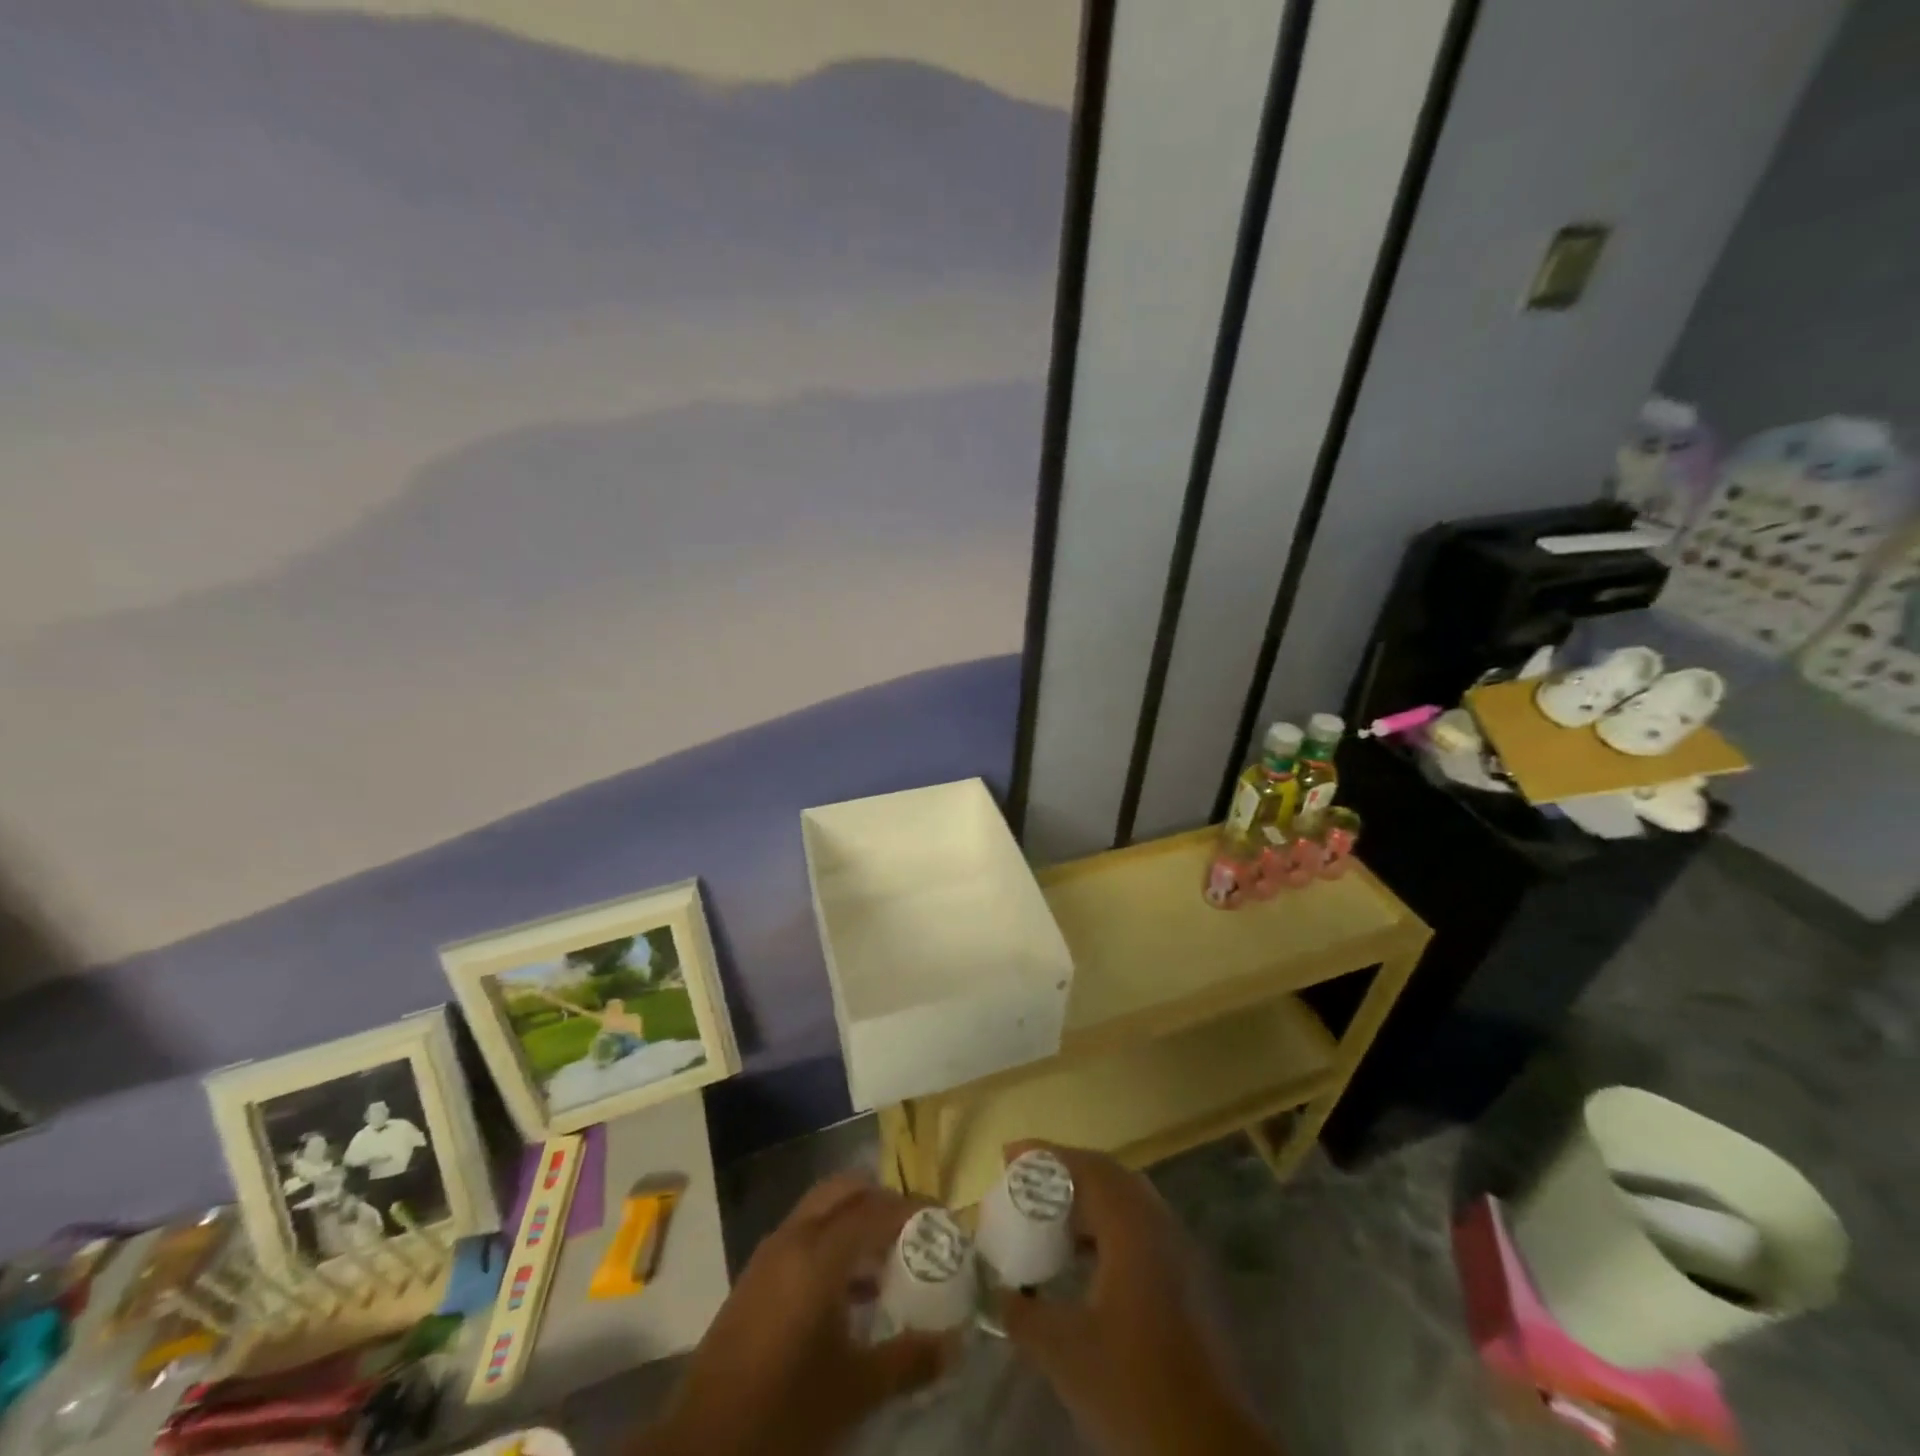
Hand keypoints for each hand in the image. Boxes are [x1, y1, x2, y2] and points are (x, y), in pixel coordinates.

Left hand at [637, 1175, 950, 1455]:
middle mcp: (793, 1238)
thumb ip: (908, 1361)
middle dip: (881, 1200)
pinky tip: (848, 1293)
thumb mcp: (854, 1391)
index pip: (877, 1209)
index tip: (943, 1219)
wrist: (701, 1448)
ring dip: (854, 1221)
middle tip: (912, 1229)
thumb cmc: (784, 1413)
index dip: (913, 1209)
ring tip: (887, 1261)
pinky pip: (802, 1235)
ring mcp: (768, 1255)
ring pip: (820, 1210)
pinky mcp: (754, 1278)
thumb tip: (954, 1344)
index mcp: (819, 1253)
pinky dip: (830, 1242)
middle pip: (844, 1191)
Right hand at [997, 1143, 1276, 1455]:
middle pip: (1109, 1177)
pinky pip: (1141, 1230)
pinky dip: (1107, 1229)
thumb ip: (1022, 1313)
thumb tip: (998, 1294)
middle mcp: (1160, 1226)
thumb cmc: (1133, 1386)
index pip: (1087, 1167)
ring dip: (1088, 1202)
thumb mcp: (1063, 1351)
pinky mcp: (1188, 1282)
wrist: (1209, 1450)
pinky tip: (1084, 1261)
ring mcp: (1180, 1253)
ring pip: (1128, 1204)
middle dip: (1066, 1173)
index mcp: (1133, 1226)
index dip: (1046, 1156)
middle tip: (1027, 1182)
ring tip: (1049, 1218)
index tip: (1008, 1156)